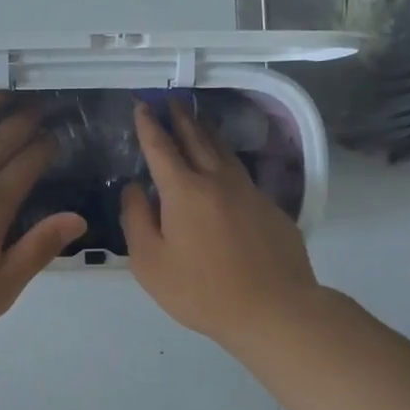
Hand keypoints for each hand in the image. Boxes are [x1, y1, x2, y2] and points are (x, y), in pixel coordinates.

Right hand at [120, 100, 319, 346]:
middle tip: (173, 100)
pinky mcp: (270, 209)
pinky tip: (227, 168)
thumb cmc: (201, 290)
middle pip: (197, 140)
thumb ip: (136, 219)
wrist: (274, 309)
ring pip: (225, 152)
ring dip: (208, 132)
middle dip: (182, 118)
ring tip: (200, 120)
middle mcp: (217, 181)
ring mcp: (249, 192)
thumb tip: (134, 187)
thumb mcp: (150, 262)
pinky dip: (228, 161)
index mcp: (183, 191)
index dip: (149, 126)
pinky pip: (242, 175)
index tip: (142, 105)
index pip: (161, 148)